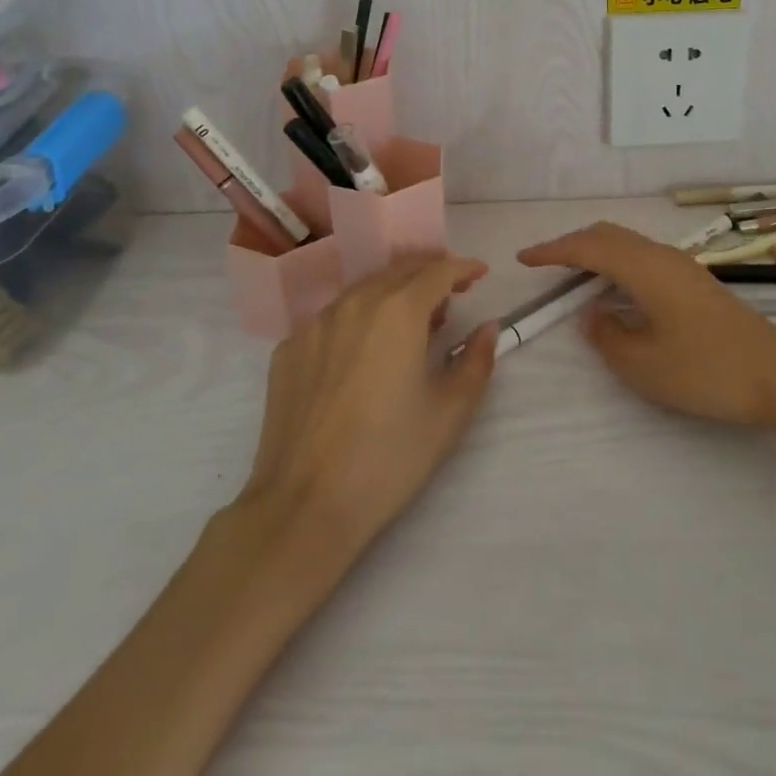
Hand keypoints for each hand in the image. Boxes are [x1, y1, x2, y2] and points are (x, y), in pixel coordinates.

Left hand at [240, 255, 498, 553]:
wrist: (303, 507)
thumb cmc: (388, 457)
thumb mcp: (450, 412)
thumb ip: (476, 361)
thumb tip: (487, 327)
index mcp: (398, 311)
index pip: (438, 271)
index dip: (463, 268)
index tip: (480, 273)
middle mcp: (354, 303)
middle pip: (399, 271)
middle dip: (430, 274)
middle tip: (451, 294)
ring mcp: (315, 324)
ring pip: (363, 290)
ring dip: (393, 293)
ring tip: (411, 320)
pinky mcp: (288, 349)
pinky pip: (332, 318)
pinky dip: (357, 319)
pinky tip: (363, 349)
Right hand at [517, 222, 775, 428]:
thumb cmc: (707, 370)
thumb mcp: (645, 365)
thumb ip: (607, 336)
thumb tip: (590, 313)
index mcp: (645, 269)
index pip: (588, 248)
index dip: (553, 251)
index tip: (524, 259)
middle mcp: (662, 256)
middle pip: (608, 235)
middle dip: (572, 244)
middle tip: (545, 264)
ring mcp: (682, 267)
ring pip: (628, 244)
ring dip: (596, 252)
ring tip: (573, 275)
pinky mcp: (695, 282)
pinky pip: (643, 257)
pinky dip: (617, 263)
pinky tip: (616, 290)